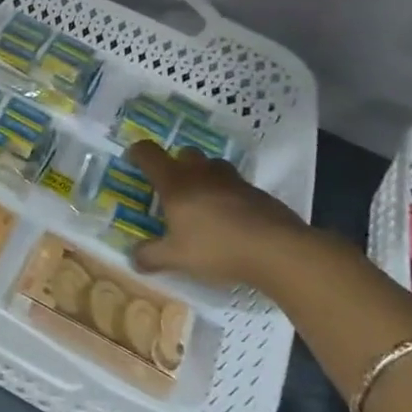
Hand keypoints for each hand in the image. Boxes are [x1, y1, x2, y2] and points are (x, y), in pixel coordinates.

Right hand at [128, 140, 314, 287]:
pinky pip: (236, 185)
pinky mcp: (258, 193)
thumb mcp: (177, 258)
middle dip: (175, 164)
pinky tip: (231, 219)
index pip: (149, 154)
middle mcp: (202, 174)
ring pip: (212, 166)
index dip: (137, 153)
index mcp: (176, 184)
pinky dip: (228, 195)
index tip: (132, 161)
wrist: (278, 250)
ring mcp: (233, 181)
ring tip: (202, 201)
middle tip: (171, 188)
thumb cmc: (218, 248)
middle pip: (184, 153)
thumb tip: (133, 258)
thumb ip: (151, 256)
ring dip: (204, 176)